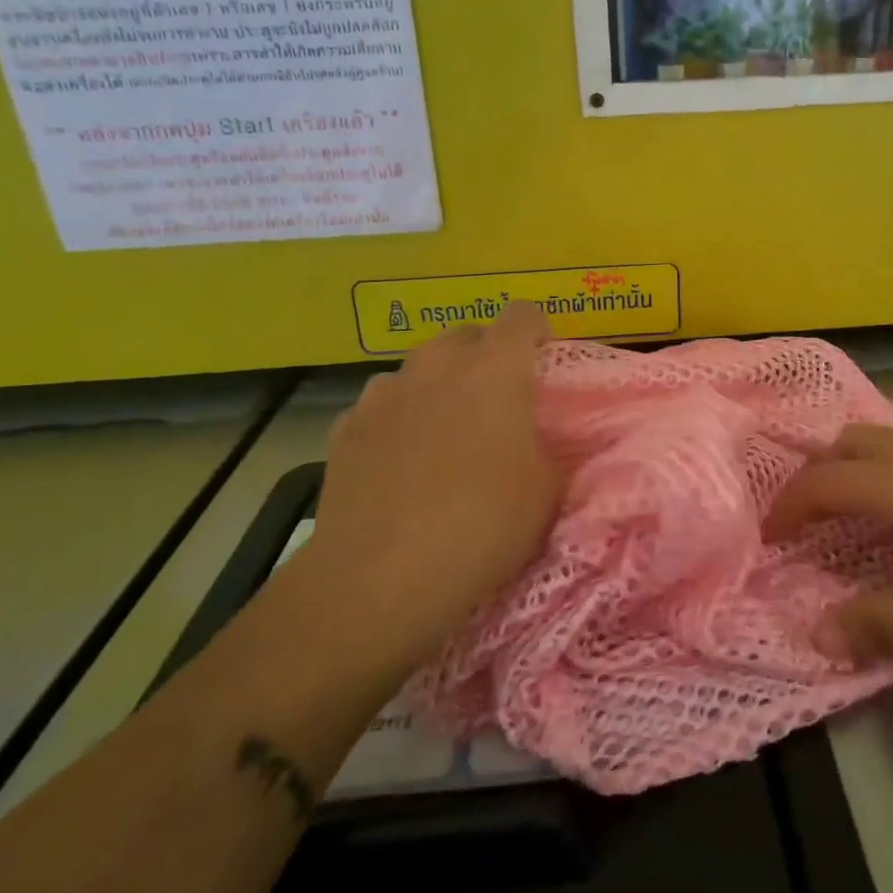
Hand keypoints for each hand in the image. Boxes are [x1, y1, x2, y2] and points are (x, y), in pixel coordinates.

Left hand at [286, 304, 561, 675]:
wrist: (382, 577)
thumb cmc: (483, 524)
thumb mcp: (546, 491)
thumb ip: (547, 449)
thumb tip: (533, 442)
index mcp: (495, 368)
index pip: (522, 315)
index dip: (536, 330)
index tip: (541, 356)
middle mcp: (436, 364)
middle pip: (466, 337)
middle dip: (485, 359)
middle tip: (496, 404)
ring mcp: (383, 392)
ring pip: (420, 371)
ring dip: (438, 389)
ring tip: (443, 437)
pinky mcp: (345, 427)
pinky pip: (382, 408)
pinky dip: (397, 423)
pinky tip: (399, 467)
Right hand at [766, 425, 892, 667]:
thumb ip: (877, 623)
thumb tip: (813, 632)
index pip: (821, 483)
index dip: (787, 508)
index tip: (769, 539)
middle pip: (845, 444)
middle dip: (814, 475)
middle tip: (803, 519)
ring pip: (881, 440)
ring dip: (850, 466)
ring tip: (848, 510)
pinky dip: (886, 467)